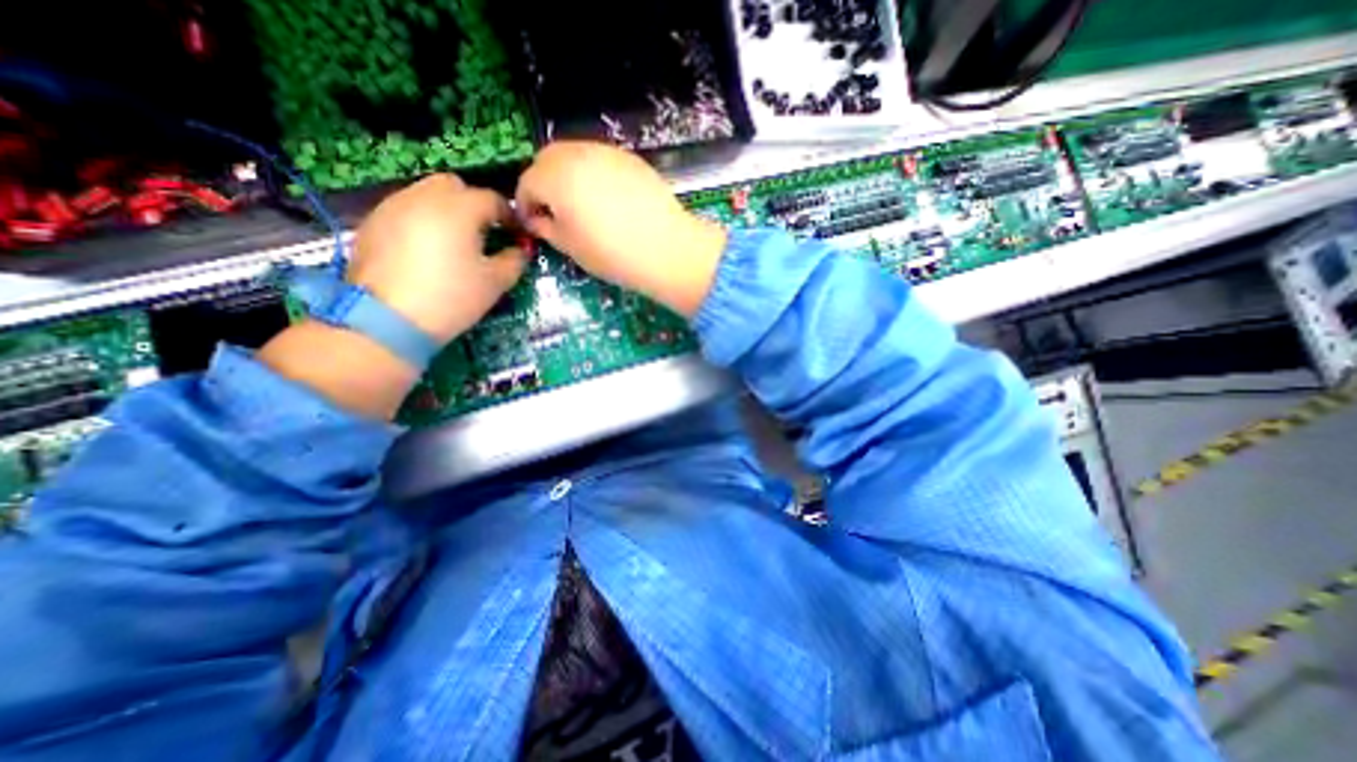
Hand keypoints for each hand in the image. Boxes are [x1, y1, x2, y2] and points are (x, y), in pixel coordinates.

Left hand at [259, 174, 528, 418]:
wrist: (388, 319)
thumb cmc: (452, 297)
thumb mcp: (495, 282)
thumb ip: (514, 260)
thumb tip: (520, 250)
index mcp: (459, 209)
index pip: (492, 200)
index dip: (509, 216)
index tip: (517, 235)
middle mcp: (424, 197)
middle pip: (455, 186)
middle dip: (474, 204)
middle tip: (484, 232)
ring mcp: (393, 206)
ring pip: (426, 194)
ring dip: (446, 210)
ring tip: (455, 241)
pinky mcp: (372, 222)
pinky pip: (406, 210)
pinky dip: (422, 220)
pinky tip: (427, 250)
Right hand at [514, 140, 726, 315]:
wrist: (666, 248)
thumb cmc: (613, 254)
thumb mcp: (571, 248)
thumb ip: (546, 228)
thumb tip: (537, 219)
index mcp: (556, 177)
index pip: (527, 183)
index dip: (525, 205)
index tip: (533, 223)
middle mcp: (577, 154)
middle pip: (548, 160)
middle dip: (543, 183)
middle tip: (554, 211)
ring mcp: (607, 152)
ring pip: (574, 155)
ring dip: (568, 175)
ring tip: (581, 205)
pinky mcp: (630, 159)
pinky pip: (600, 160)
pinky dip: (593, 173)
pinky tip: (607, 199)